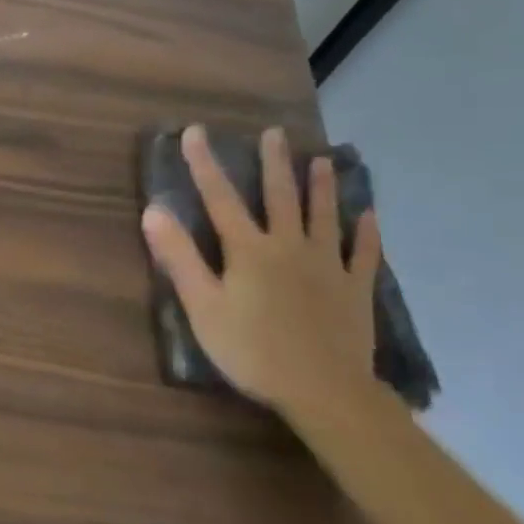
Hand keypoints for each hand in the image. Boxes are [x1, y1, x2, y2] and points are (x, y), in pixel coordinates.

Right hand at [141, 125, 379, 418]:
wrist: (325, 392)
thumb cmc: (253, 350)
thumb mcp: (203, 306)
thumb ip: (179, 257)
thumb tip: (153, 211)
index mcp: (249, 250)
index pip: (220, 197)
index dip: (204, 163)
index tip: (195, 132)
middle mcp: (289, 246)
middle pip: (280, 197)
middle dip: (274, 163)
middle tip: (275, 133)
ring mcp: (328, 266)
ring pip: (324, 217)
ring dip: (322, 187)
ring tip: (322, 161)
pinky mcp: (355, 290)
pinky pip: (364, 255)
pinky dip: (367, 234)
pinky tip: (370, 216)